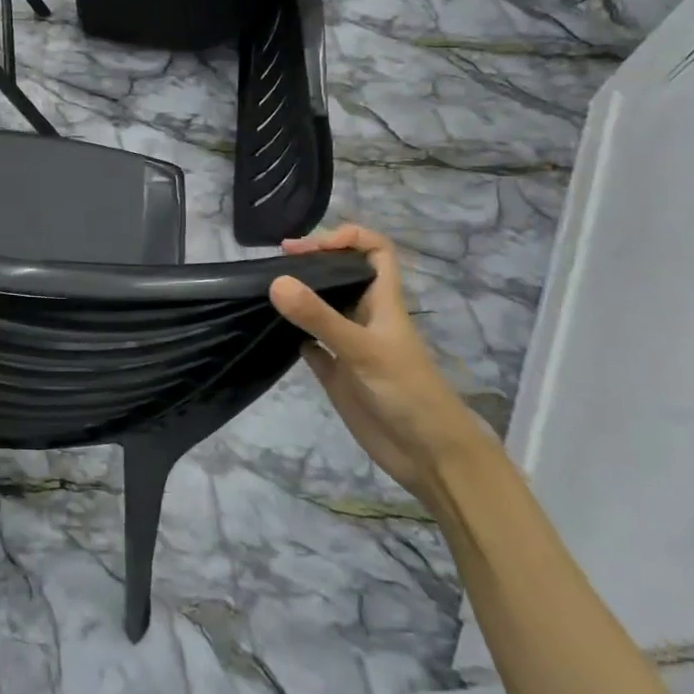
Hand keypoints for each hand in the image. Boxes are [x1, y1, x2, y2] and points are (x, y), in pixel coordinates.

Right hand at [268, 224, 497, 506]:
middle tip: (274, 262)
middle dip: (313, 262)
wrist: (428, 455)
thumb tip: (276, 280)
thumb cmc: (406, 393)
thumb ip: (319, 317)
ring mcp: (349, 345)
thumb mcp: (362, 350)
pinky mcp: (337, 373)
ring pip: (322, 308)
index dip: (347, 238)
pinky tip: (271, 332)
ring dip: (299, 296)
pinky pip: (310, 344)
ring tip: (265, 288)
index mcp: (382, 302)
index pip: (374, 251)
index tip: (308, 246)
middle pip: (342, 275)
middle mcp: (365, 317)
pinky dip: (292, 335)